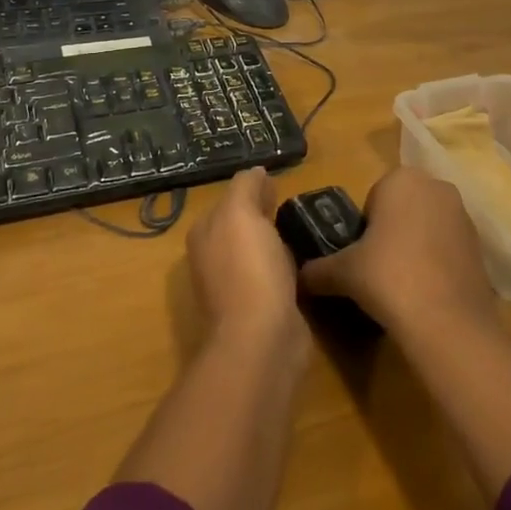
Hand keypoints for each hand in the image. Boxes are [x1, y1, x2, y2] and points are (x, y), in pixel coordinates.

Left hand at [188, 167, 305, 353]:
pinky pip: (275, 275)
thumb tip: (256, 171)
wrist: (261, 337)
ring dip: (278, 241)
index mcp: (204, 233)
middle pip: (242, 225)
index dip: (252, 189)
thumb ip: (245, 186)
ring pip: (259, 250)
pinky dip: (288, 266)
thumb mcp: (241, 212)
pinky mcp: (260, 306)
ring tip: (305, 229)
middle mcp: (214, 258)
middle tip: (296, 204)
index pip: (228, 200)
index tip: (280, 183)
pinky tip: (306, 262)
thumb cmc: (248, 267)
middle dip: (264, 214)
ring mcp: (236, 285)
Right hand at [301, 167, 496, 335]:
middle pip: (402, 208)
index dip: (364, 227)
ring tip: (402, 284)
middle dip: (390, 233)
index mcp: (402, 179)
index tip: (361, 255)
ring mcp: (463, 215)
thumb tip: (298, 279)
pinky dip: (436, 263)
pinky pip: (447, 247)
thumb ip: (318, 270)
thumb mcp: (343, 272)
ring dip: (414, 247)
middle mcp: (437, 186)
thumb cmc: (389, 277)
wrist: (447, 321)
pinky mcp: (480, 245)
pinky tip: (426, 292)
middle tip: (377, 269)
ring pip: (427, 226)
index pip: (373, 197)